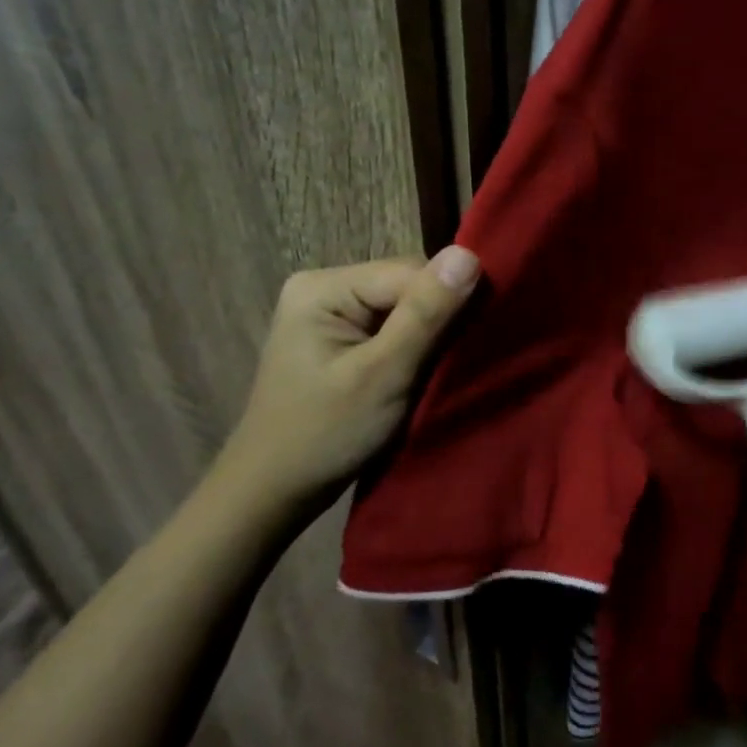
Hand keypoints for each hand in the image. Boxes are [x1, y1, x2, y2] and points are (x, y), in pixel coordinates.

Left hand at [209, 246, 480, 524]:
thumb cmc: (325, 435)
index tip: (473, 344)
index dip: (447, 302)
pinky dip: (411, 349)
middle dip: (436, 320)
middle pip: (407, 286)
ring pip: (403, 308)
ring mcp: (329, 313)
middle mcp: (324, 287)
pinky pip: (390, 327)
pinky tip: (419, 372)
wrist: (272, 493)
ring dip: (427, 337)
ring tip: (438, 371)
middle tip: (453, 365)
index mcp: (323, 286)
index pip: (410, 271)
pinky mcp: (338, 338)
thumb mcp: (383, 374)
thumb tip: (469, 253)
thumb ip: (426, 314)